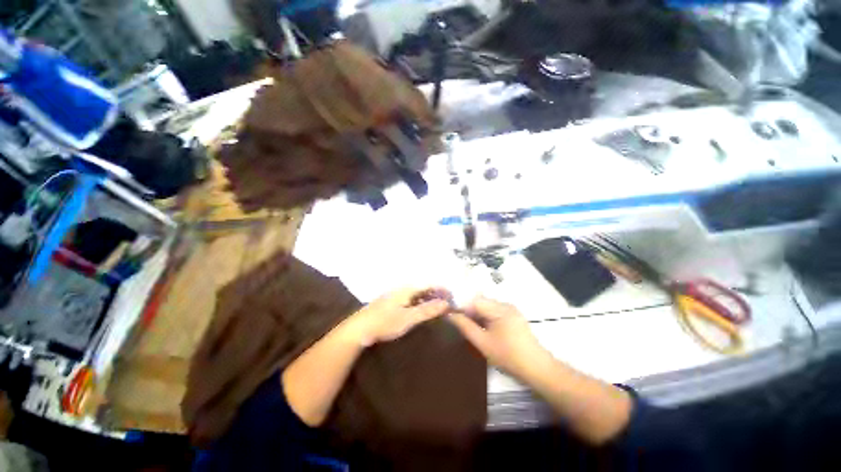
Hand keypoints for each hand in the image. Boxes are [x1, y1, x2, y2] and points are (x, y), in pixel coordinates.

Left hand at [342, 288, 451, 347]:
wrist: (359, 329)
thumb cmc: (385, 322)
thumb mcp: (408, 318)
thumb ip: (427, 310)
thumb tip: (446, 303)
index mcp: (408, 289)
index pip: (430, 284)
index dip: (442, 289)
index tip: (453, 297)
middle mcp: (403, 288)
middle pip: (424, 287)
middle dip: (437, 293)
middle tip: (448, 304)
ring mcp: (396, 294)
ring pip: (417, 293)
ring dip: (429, 298)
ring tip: (438, 307)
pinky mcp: (392, 301)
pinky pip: (411, 298)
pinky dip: (420, 302)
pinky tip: (421, 310)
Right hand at [449, 296, 550, 381]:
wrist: (537, 369)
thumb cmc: (509, 357)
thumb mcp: (483, 343)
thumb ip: (465, 326)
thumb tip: (450, 314)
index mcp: (499, 308)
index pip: (474, 299)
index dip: (460, 305)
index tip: (449, 313)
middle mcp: (505, 304)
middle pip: (480, 301)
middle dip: (467, 309)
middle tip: (456, 320)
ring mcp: (510, 309)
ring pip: (486, 306)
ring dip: (475, 313)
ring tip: (466, 324)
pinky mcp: (512, 316)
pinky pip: (493, 311)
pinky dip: (484, 316)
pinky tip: (480, 327)